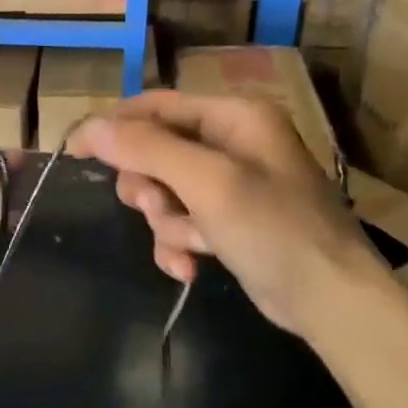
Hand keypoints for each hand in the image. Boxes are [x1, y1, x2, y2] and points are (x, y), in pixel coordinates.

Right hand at [67, 92, 383, 337]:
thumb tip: (89, 127)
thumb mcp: (207, 183)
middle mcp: (232, 143)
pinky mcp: (229, 223)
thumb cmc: (274, 229)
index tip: (75, 151)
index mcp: (234, 117)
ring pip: (164, 193)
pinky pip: (181, 223)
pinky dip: (179, 244)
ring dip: (166, 223)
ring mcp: (231, 185)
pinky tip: (190, 269)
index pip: (156, 106)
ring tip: (189, 245)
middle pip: (154, 151)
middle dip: (149, 187)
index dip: (114, 126)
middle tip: (156, 210)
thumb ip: (147, 149)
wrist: (332, 301)